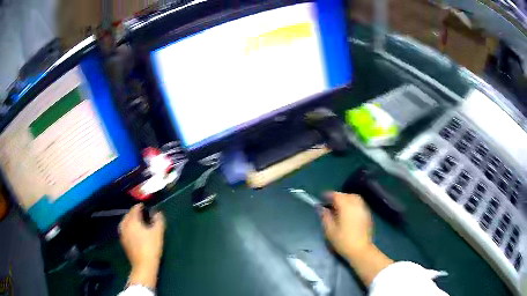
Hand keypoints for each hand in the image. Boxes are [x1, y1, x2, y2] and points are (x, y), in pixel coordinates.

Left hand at [119, 204, 165, 288]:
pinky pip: (125, 229)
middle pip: (128, 215)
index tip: (147, 207)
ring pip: (125, 222)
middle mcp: (124, 225)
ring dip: (131, 220)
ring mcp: (122, 233)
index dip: (141, 206)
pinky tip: (135, 233)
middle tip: (144, 215)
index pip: (135, 209)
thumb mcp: (158, 232)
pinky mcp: (123, 242)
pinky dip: (129, 228)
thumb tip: (157, 212)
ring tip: (139, 223)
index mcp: (132, 220)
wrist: (143, 265)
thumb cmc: (151, 247)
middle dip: (135, 213)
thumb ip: (158, 220)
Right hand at [321, 192, 392, 285]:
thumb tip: (321, 207)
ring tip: (339, 207)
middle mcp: (356, 204)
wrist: (360, 250)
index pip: (336, 195)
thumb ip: (325, 216)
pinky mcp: (367, 214)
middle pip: (346, 195)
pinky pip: (359, 203)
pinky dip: (352, 204)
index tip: (321, 198)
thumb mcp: (329, 230)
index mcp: (346, 207)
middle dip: (337, 197)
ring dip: (346, 199)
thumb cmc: (343, 241)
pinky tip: (348, 212)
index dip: (328, 195)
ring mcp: (363, 208)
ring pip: (354, 198)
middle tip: (330, 203)